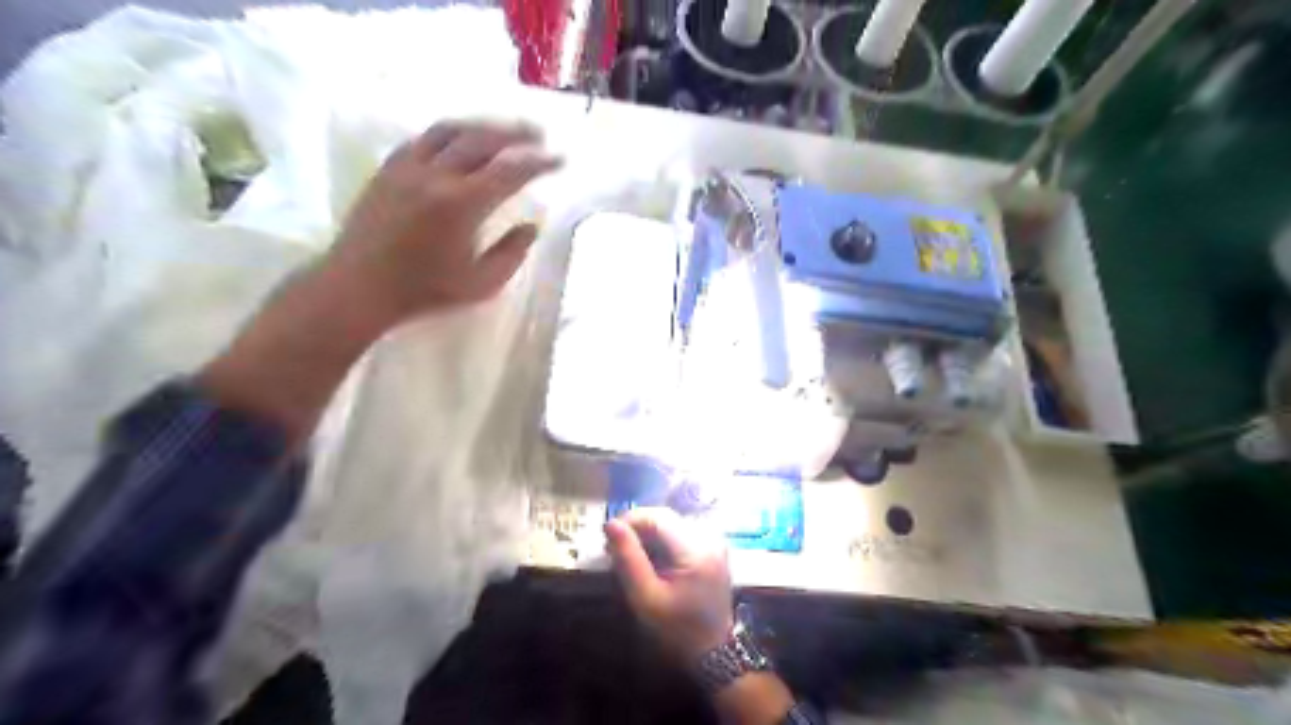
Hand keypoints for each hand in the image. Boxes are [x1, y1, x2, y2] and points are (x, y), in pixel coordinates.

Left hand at [198, 115, 556, 441]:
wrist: (359, 286)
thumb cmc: (425, 291)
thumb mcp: (481, 284)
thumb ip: (512, 253)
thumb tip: (531, 226)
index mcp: (463, 205)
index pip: (511, 171)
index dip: (539, 163)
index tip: (559, 160)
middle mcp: (436, 175)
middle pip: (482, 139)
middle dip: (515, 133)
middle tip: (538, 135)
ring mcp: (408, 167)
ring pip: (450, 130)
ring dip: (482, 126)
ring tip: (502, 131)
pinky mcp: (389, 169)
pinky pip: (423, 138)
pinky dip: (449, 134)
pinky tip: (459, 142)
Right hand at [609, 511, 735, 663]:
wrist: (713, 652)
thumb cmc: (677, 630)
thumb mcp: (646, 599)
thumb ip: (628, 559)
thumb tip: (611, 524)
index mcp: (696, 549)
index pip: (658, 517)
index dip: (629, 521)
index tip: (608, 538)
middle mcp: (709, 537)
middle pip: (665, 517)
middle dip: (637, 527)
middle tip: (614, 548)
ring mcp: (713, 540)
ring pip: (671, 522)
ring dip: (647, 532)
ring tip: (629, 554)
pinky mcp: (712, 546)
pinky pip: (680, 531)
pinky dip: (661, 539)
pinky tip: (649, 558)